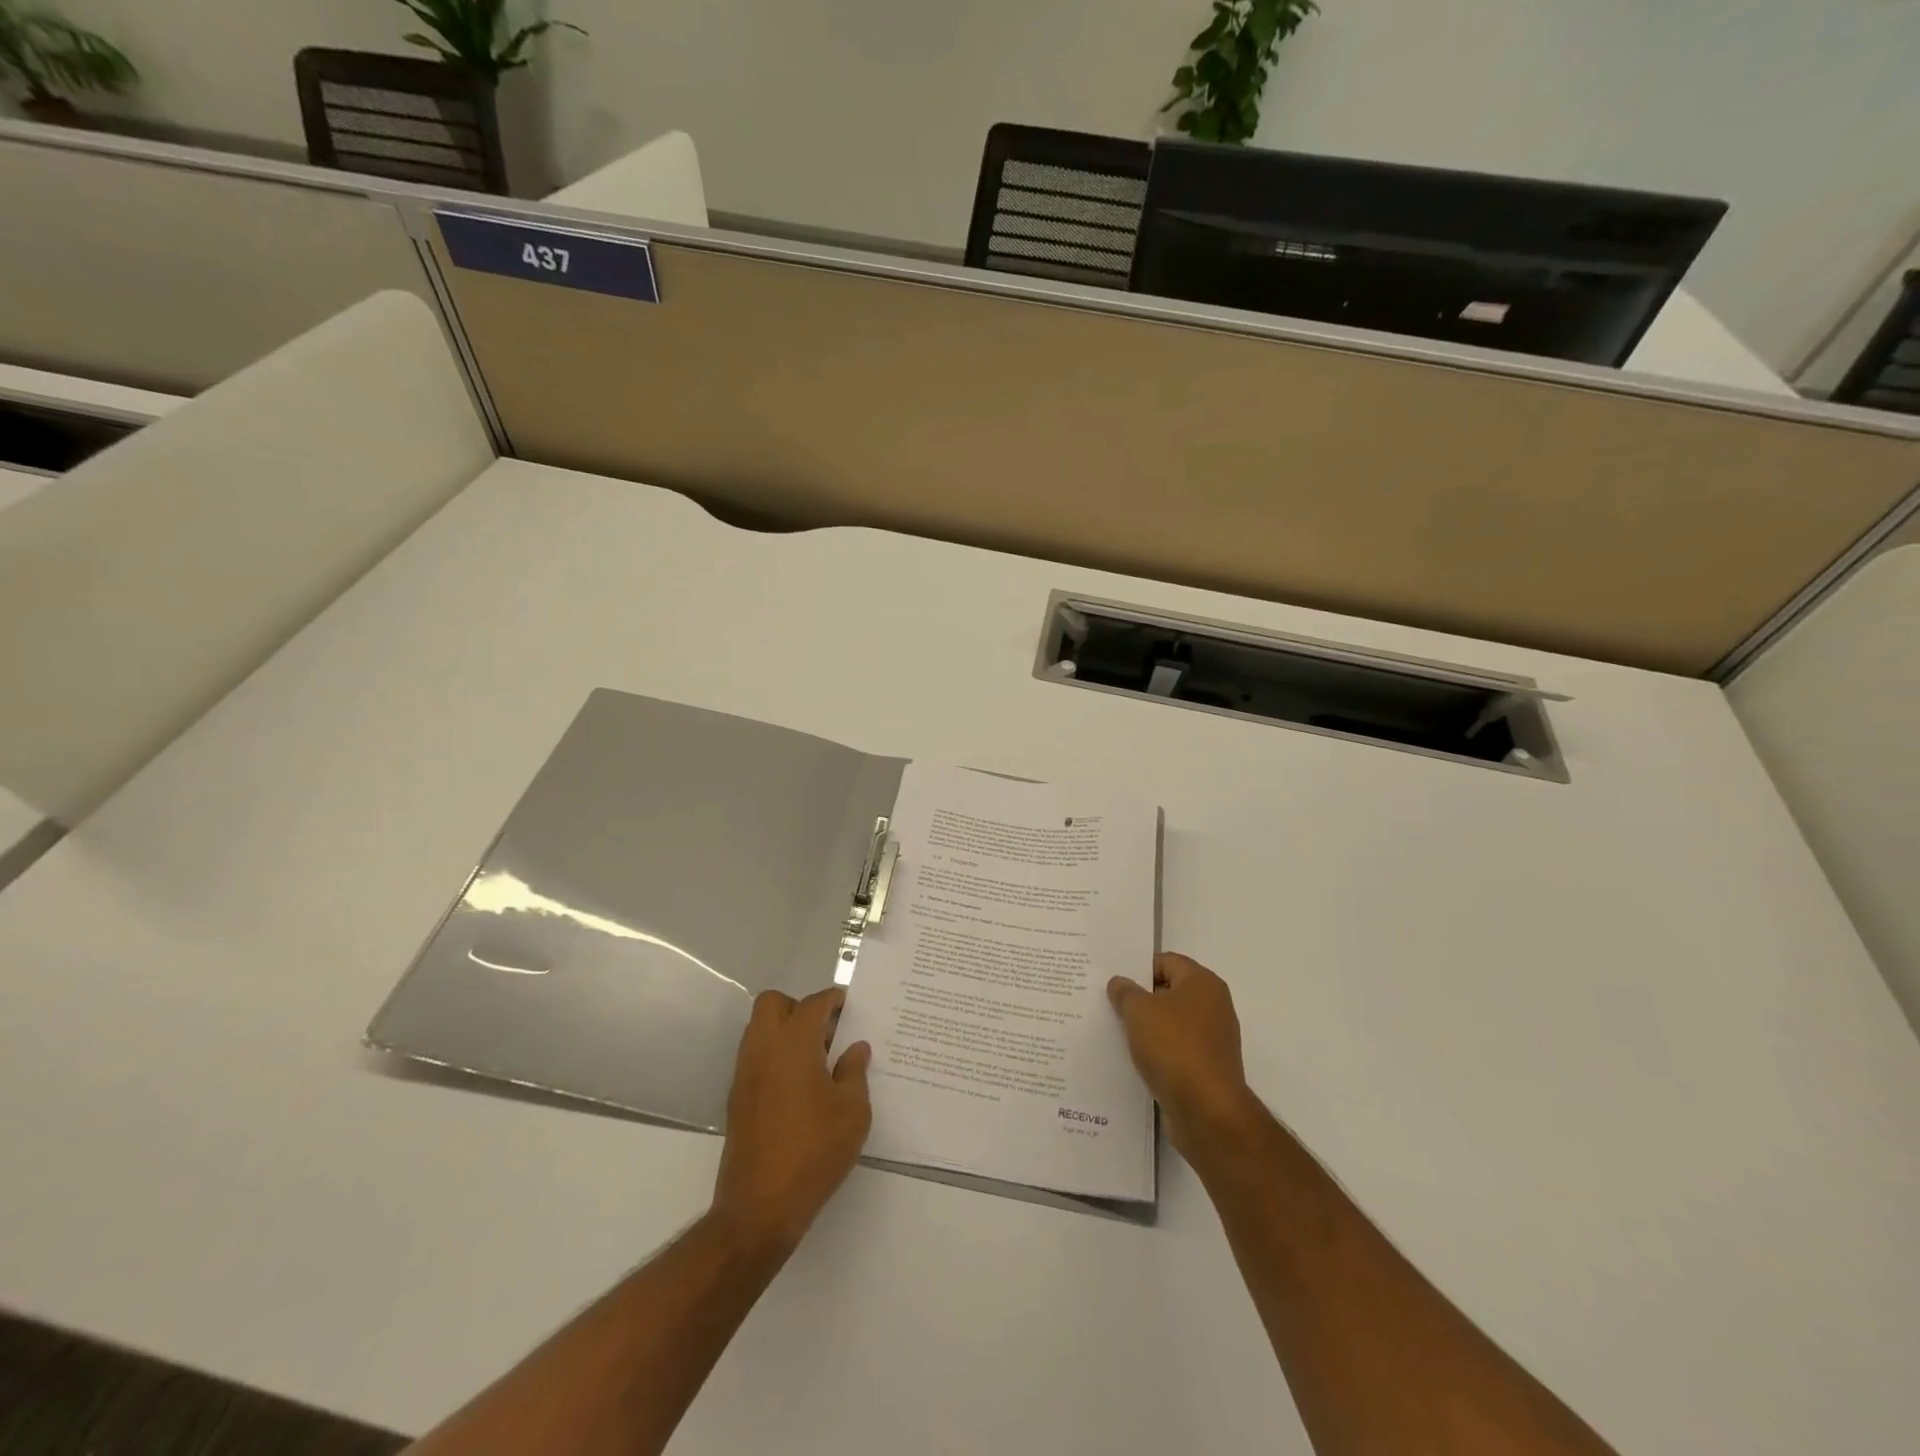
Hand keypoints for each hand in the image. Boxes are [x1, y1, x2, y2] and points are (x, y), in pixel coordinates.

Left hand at [711, 987, 871, 1255]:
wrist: (760, 1206)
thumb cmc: (814, 1150)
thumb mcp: (852, 1111)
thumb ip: (854, 1072)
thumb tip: (855, 1048)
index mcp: (793, 1043)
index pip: (813, 1004)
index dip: (834, 1000)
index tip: (851, 1007)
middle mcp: (763, 1049)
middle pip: (773, 1004)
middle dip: (799, 1007)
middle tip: (826, 1031)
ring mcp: (745, 1074)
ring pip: (759, 1029)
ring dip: (785, 1031)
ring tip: (817, 1060)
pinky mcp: (737, 1099)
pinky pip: (755, 1057)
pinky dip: (775, 1057)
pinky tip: (800, 1086)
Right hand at [1108, 953, 1253, 1154]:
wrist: (1207, 1111)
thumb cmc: (1174, 1047)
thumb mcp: (1139, 1011)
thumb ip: (1125, 992)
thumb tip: (1119, 983)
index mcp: (1203, 983)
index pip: (1166, 961)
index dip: (1138, 968)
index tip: (1113, 982)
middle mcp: (1214, 1006)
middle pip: (1169, 992)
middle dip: (1140, 998)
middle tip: (1109, 1004)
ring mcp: (1213, 1039)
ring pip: (1171, 1023)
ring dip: (1147, 1028)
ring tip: (1116, 1033)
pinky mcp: (1208, 1068)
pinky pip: (1176, 1050)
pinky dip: (1157, 1052)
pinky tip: (1134, 1060)